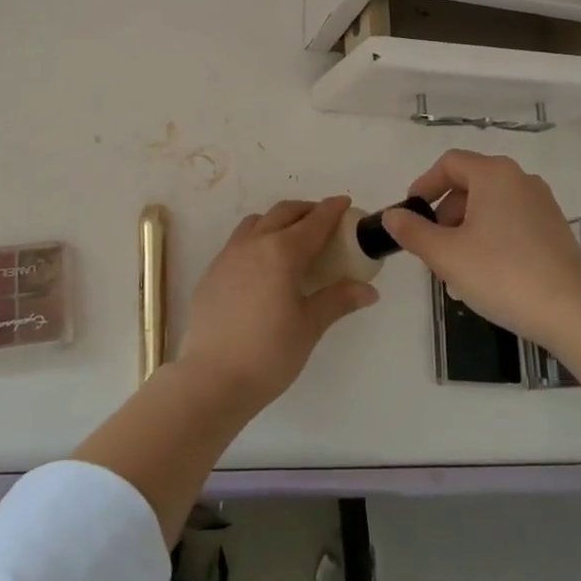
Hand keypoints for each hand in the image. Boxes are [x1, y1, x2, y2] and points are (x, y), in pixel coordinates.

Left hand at [176, 197, 377, 411]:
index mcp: (283, 252)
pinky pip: (238, 242)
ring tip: (291, 240)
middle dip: (306, 211)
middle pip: (283, 212)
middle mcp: (254, 243)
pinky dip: (256, 240)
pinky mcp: (212, 272)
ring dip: (277, 221)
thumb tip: (369, 291)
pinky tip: (262, 267)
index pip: (314, 222)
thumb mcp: (310, 326)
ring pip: (256, 222)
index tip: (344, 202)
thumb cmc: (269, 353)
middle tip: (323, 221)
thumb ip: (338, 300)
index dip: (331, 210)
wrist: (211, 379)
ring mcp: (228, 255)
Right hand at [381, 150, 580, 351]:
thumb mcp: (446, 255)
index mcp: (494, 174)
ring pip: (490, 206)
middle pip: (470, 184)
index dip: (424, 185)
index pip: (449, 163)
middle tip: (433, 249)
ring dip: (466, 230)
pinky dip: (491, 238)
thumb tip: (392, 215)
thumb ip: (414, 232)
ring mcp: (542, 204)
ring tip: (457, 269)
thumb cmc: (502, 273)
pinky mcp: (555, 229)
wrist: (573, 312)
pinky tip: (486, 274)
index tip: (410, 214)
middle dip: (445, 214)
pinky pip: (511, 222)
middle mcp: (520, 179)